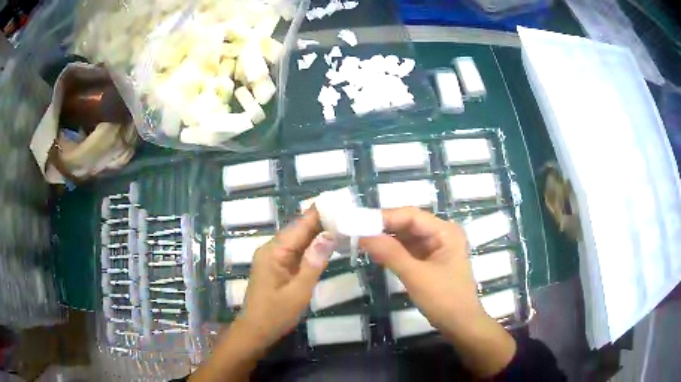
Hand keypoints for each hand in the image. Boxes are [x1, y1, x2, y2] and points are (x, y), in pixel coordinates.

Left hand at [238, 208, 334, 347]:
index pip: (299, 226)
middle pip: (298, 230)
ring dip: (317, 233)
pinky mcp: (277, 267)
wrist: (255, 331)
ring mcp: (273, 258)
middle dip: (321, 222)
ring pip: (298, 241)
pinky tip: (326, 244)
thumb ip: (314, 263)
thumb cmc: (275, 314)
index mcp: (274, 251)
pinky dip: (311, 248)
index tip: (337, 201)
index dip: (318, 213)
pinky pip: (296, 252)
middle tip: (346, 213)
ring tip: (342, 224)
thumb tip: (329, 235)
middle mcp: (272, 249)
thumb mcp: (299, 291)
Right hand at [359, 207, 515, 377]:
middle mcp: (442, 234)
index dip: (383, 217)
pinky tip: (376, 252)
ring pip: (407, 236)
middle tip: (355, 231)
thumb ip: (390, 253)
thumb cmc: (444, 299)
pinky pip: (409, 249)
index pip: (411, 216)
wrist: (461, 324)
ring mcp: (437, 247)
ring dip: (386, 239)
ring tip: (361, 240)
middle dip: (383, 227)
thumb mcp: (416, 276)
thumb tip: (362, 235)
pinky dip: (393, 251)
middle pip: (408, 223)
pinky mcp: (431, 260)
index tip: (358, 222)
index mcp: (445, 231)